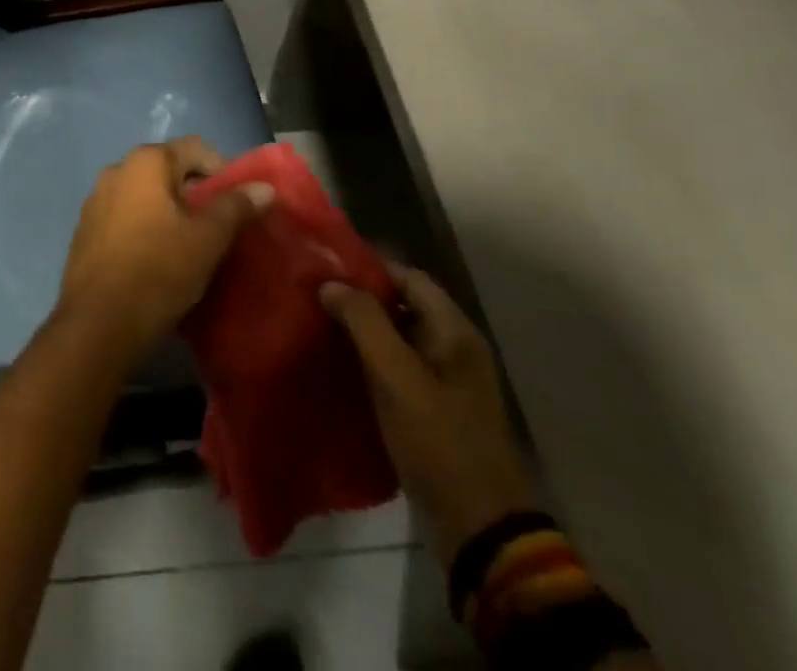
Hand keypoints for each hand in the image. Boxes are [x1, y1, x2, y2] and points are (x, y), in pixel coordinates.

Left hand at [56, 137, 271, 359]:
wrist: (98, 323)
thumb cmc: (159, 269)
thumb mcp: (208, 239)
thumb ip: (236, 207)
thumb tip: (264, 187)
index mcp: (145, 161)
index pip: (196, 149)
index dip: (225, 172)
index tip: (242, 205)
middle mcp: (117, 170)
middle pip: (171, 171)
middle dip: (199, 195)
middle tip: (222, 230)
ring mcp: (97, 200)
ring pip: (148, 197)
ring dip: (173, 214)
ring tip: (194, 247)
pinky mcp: (87, 231)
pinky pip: (128, 218)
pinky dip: (149, 229)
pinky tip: (161, 260)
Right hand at [321, 263, 537, 566]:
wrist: (480, 530)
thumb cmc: (438, 440)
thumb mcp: (395, 375)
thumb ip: (363, 321)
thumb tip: (329, 283)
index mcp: (454, 330)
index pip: (408, 276)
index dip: (369, 267)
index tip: (326, 267)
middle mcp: (454, 347)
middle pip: (403, 305)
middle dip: (361, 298)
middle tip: (315, 296)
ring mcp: (447, 381)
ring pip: (398, 338)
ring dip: (363, 331)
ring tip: (319, 326)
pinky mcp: (436, 410)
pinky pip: (399, 369)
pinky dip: (371, 361)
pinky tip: (339, 366)